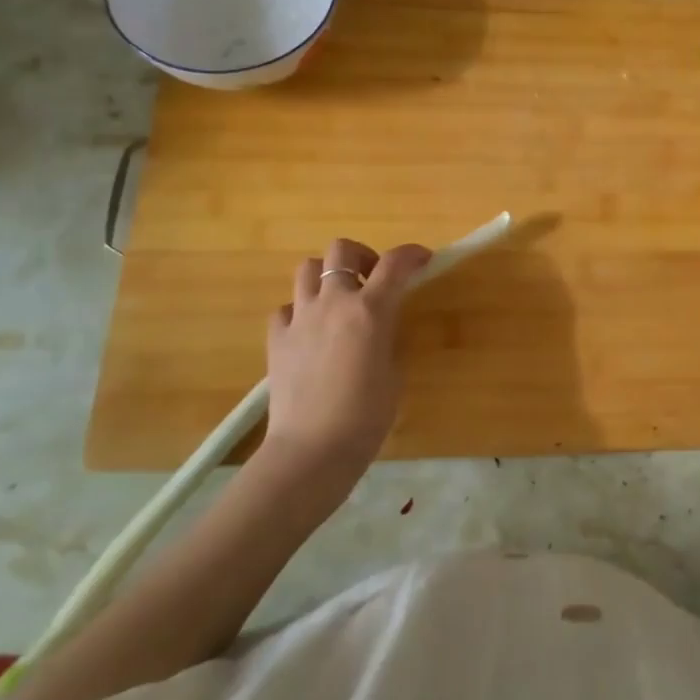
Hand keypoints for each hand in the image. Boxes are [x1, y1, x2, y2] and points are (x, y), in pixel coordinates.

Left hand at [261, 237, 432, 484]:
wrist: (312, 449)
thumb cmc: (366, 416)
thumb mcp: (394, 371)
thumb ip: (387, 338)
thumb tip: (379, 328)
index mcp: (370, 310)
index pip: (396, 263)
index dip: (412, 254)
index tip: (423, 260)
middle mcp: (333, 302)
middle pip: (341, 250)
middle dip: (362, 256)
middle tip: (373, 280)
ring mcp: (300, 318)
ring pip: (307, 268)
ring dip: (327, 275)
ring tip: (339, 299)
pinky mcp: (276, 339)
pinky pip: (287, 308)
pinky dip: (301, 310)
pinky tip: (311, 331)